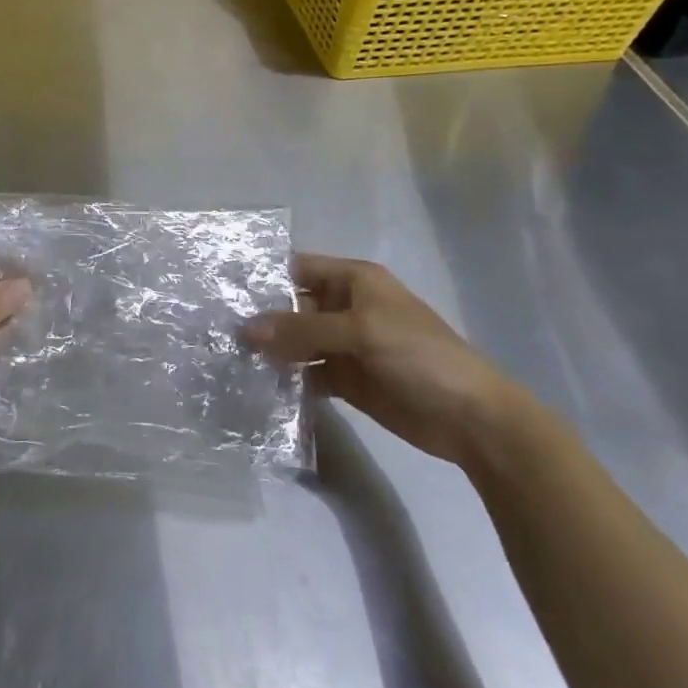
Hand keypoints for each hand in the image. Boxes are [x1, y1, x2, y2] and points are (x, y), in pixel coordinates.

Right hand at [246, 254, 525, 465]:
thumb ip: (301, 329)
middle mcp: (347, 307)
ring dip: (272, 351)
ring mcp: (347, 345)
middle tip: (216, 331)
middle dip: (261, 317)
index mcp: (354, 281)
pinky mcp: (348, 380)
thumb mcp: (359, 331)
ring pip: (299, 342)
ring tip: (228, 359)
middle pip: (294, 306)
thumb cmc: (418, 355)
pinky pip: (309, 373)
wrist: (471, 418)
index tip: (223, 291)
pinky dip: (288, 379)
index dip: (264, 277)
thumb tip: (244, 329)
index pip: (299, 269)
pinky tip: (260, 386)